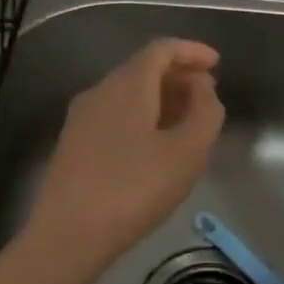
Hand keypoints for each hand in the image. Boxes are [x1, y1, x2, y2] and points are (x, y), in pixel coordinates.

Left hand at [16, 38, 224, 283]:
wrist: (67, 234)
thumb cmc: (134, 188)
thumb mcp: (187, 153)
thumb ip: (205, 113)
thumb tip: (203, 88)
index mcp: (127, 84)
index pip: (161, 49)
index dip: (191, 51)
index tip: (216, 63)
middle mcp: (100, 91)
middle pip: (142, 68)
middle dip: (178, 76)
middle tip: (207, 96)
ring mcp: (82, 117)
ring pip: (127, 93)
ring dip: (160, 98)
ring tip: (186, 122)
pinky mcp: (73, 144)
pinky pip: (114, 114)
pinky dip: (141, 116)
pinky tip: (155, 145)